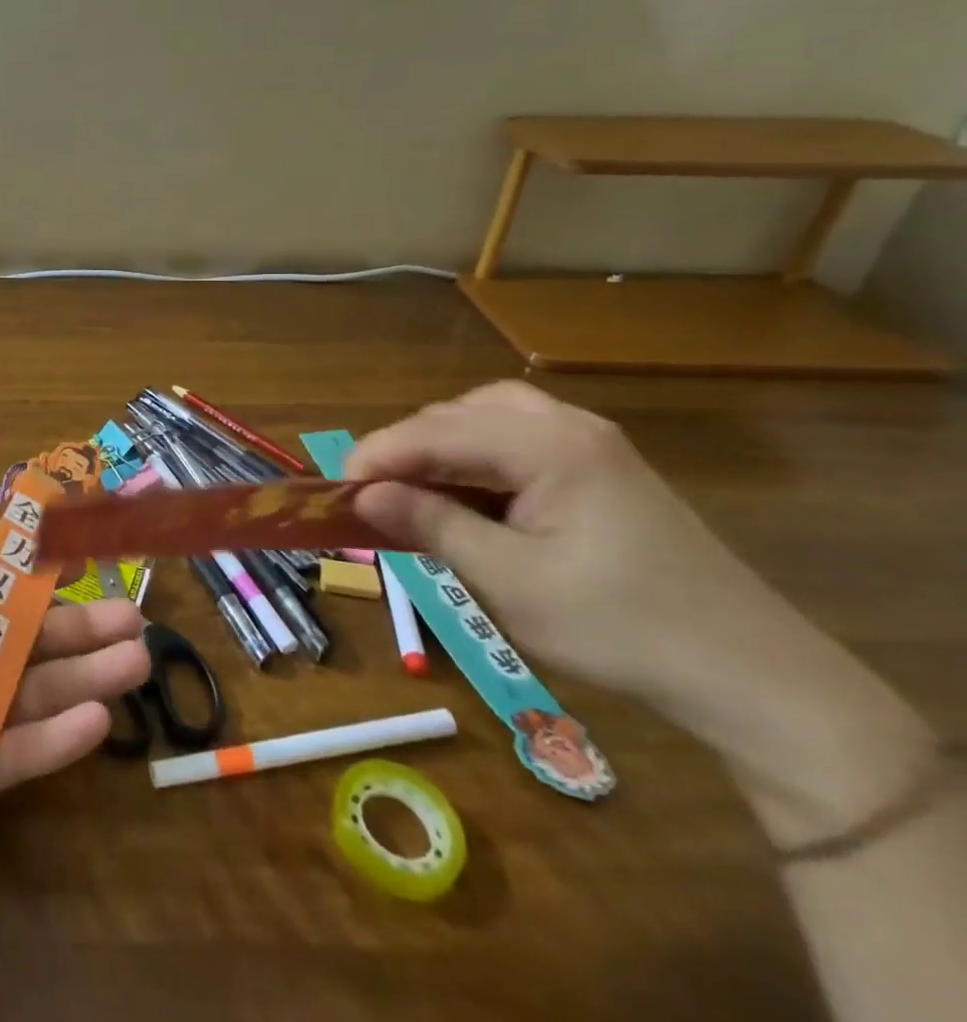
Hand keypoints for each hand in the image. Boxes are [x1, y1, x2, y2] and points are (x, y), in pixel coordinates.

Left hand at [0, 494, 149, 891]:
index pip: (1, 594)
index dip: (45, 583)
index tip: (90, 567)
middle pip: (29, 645)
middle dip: (83, 632)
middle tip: (136, 623)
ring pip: (36, 695)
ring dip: (86, 678)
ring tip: (137, 663)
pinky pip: (20, 753)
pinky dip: (57, 737)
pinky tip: (98, 719)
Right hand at [344, 379, 766, 707]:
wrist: (754, 678)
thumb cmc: (621, 628)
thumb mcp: (510, 581)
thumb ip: (430, 525)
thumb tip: (363, 496)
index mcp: (550, 446)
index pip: (436, 430)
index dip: (377, 455)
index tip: (336, 492)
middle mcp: (569, 427)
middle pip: (459, 413)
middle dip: (407, 448)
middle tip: (375, 495)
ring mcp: (591, 445)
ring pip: (486, 419)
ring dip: (439, 448)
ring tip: (413, 491)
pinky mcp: (602, 469)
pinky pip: (517, 440)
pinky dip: (476, 460)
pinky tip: (466, 496)